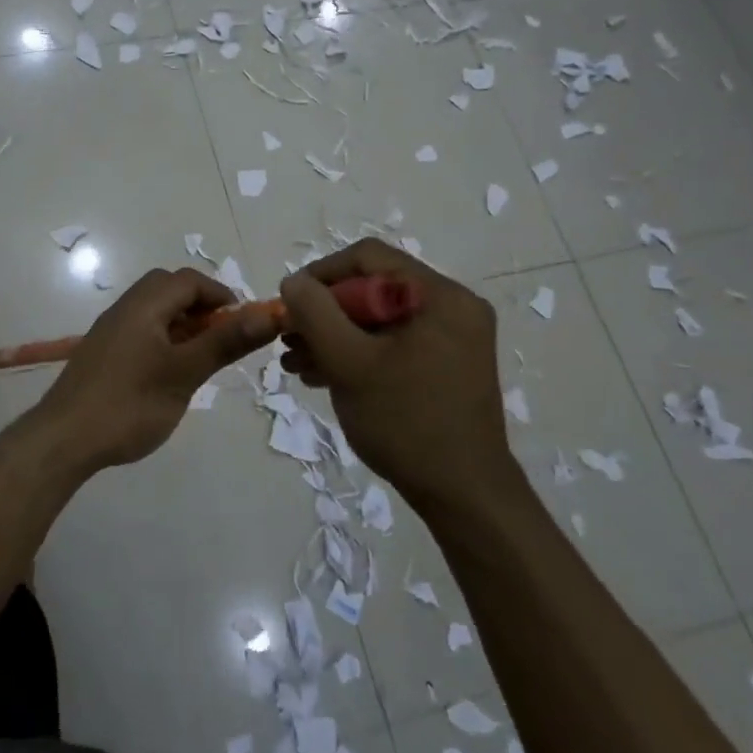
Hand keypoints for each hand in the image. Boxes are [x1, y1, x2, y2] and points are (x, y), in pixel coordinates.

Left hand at [21, 268, 278, 475]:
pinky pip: (140, 330)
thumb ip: (225, 342)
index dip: (222, 295)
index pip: (189, 280)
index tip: (245, 324)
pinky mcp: (102, 353)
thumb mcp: (184, 374)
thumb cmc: (129, 404)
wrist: (63, 440)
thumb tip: (268, 315)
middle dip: (201, 306)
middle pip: (169, 289)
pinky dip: (163, 339)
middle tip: (222, 338)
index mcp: (144, 305)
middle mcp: (124, 308)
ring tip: (201, 358)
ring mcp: (110, 331)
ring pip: (154, 311)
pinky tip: (169, 373)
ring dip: (182, 324)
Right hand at [280, 240, 523, 516]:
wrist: (463, 495)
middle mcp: (452, 308)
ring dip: (334, 336)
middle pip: (373, 290)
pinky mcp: (444, 366)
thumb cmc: (406, 422)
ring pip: (378, 320)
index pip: (368, 258)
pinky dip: (357, 354)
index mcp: (441, 296)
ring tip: (296, 363)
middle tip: (289, 340)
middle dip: (324, 314)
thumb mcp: (349, 363)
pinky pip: (392, 344)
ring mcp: (451, 339)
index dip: (321, 274)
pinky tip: (321, 375)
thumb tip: (293, 282)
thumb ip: (315, 314)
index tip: (289, 304)